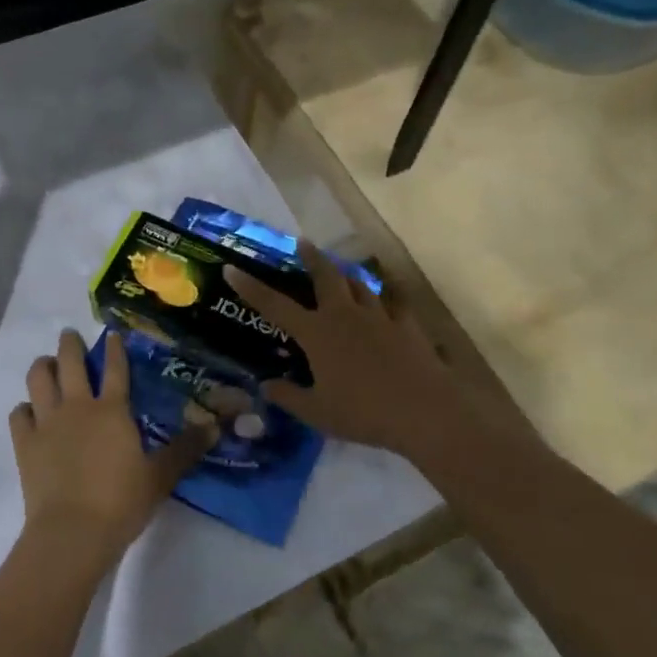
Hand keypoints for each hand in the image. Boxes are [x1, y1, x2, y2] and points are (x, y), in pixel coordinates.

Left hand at [10, 329, 214, 565]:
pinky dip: (24, 408)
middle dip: (70, 344)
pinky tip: (29, 412)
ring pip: (38, 379)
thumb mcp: (160, 476)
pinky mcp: (25, 443)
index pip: (115, 369)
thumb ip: (185, 449)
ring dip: (42, 367)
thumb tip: (215, 427)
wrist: (72, 532)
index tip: (112, 334)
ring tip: (46, 365)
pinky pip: (19, 414)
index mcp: (112, 410)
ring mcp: (47, 422)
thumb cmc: (121, 502)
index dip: (114, 349)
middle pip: (70, 363)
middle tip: (69, 336)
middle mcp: (77, 407)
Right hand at [223, 247, 511, 466]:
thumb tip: (265, 386)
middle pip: (325, 276)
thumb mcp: (317, 413)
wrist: (423, 411)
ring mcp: (379, 317)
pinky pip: (394, 305)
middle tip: (303, 243)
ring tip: (342, 272)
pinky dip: (387, 301)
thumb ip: (289, 397)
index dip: (251, 287)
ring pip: (360, 285)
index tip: (232, 269)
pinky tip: (389, 303)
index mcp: (317, 333)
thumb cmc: (363, 412)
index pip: (275, 305)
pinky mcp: (407, 326)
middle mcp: (345, 315)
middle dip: (311, 258)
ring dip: (347, 276)